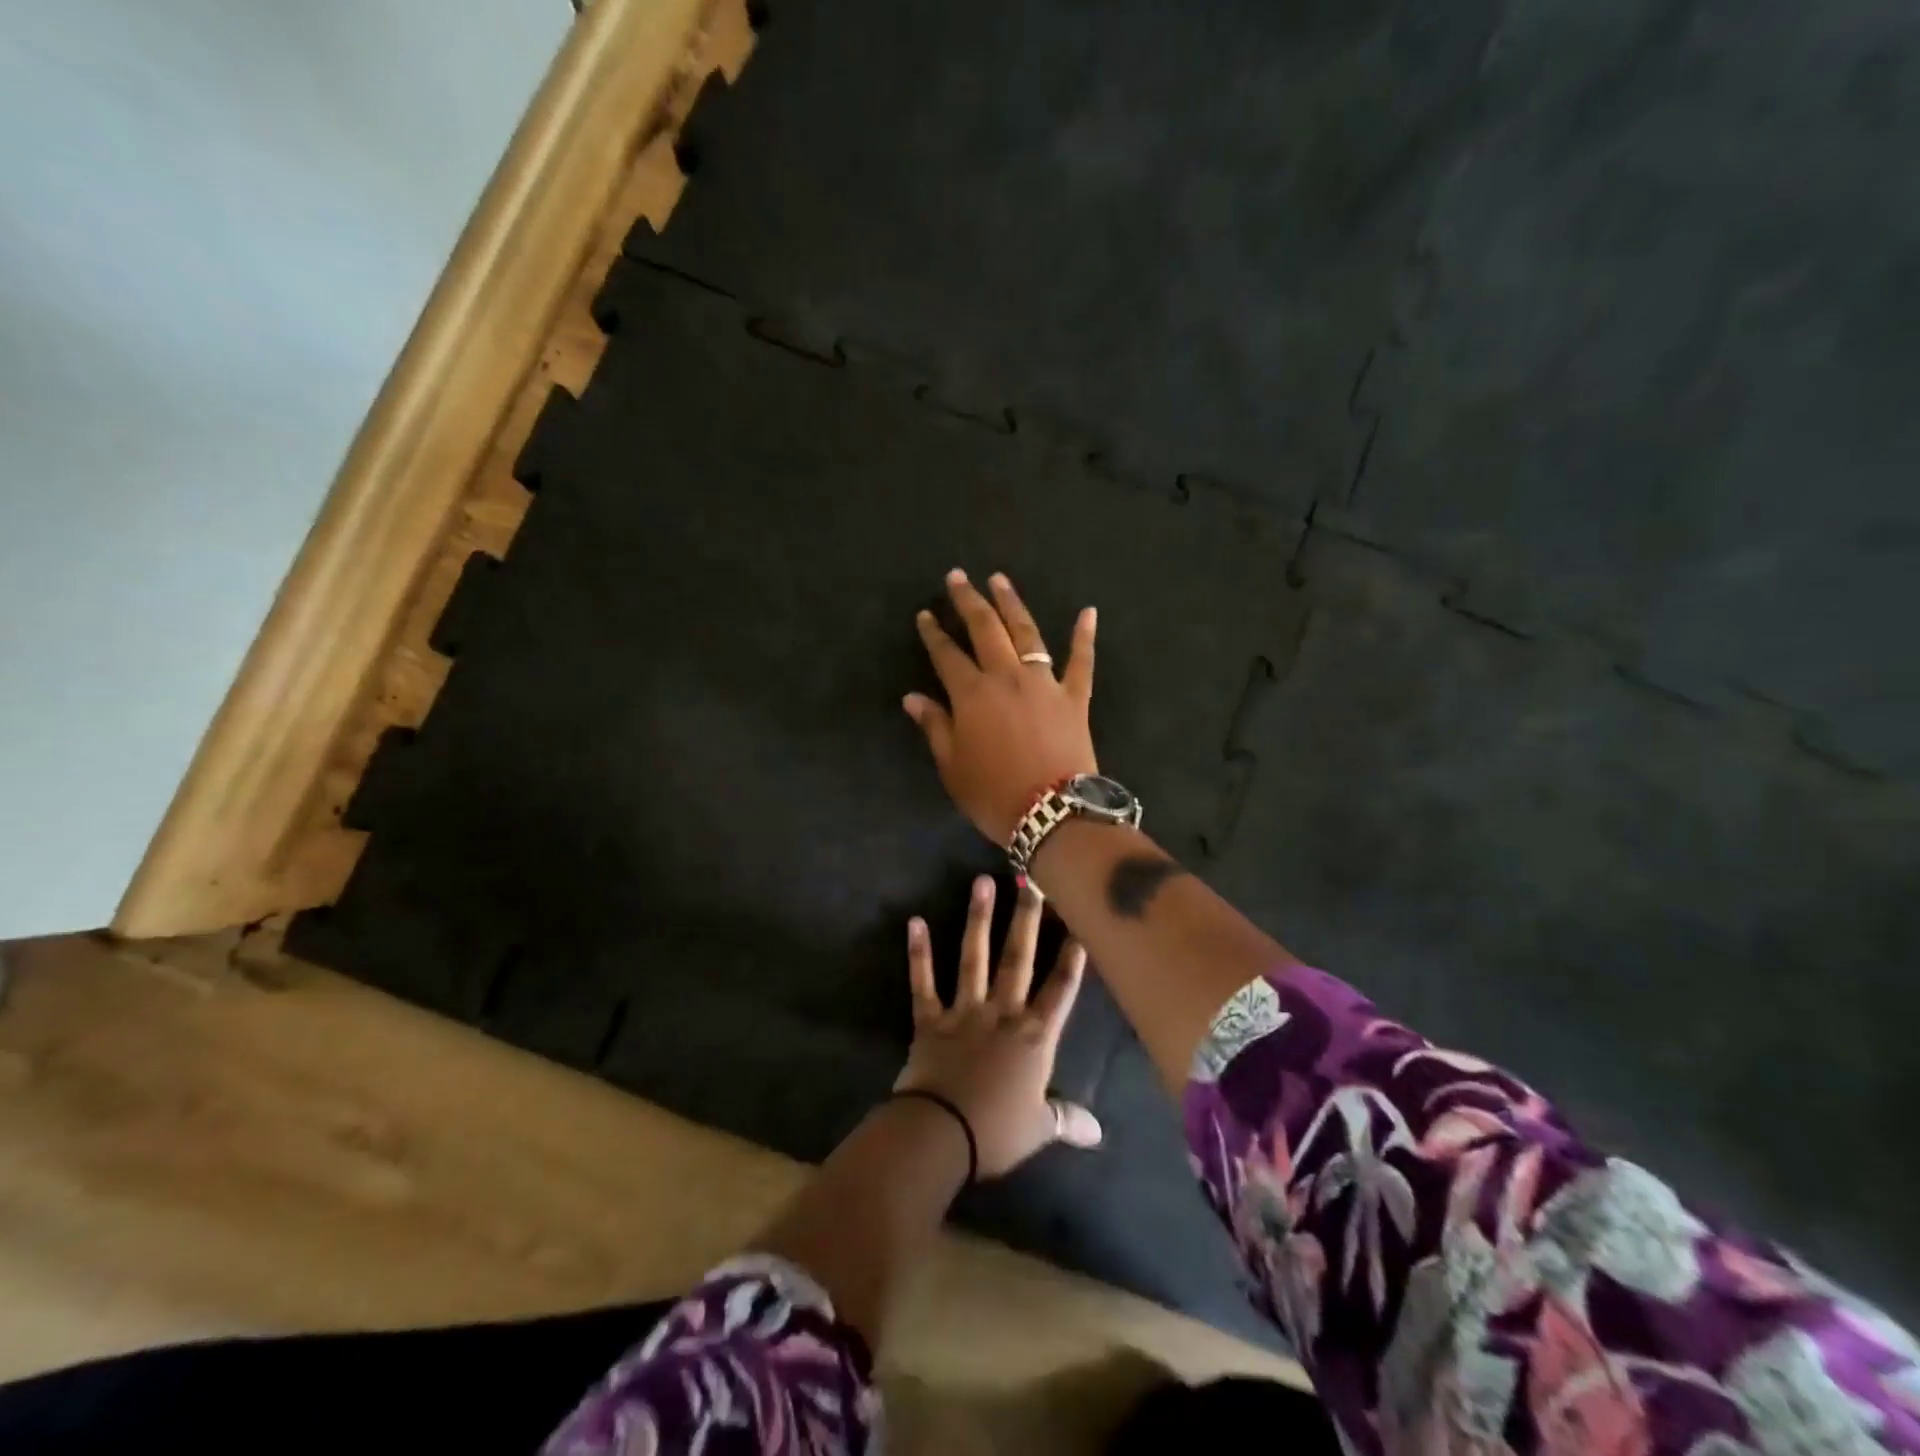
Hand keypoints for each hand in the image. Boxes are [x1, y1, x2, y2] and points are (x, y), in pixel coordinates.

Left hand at [895, 875, 1102, 1177]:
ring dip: (978, 919)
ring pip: (974, 958)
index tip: (1079, 921)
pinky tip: (914, 922)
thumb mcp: (1038, 1128)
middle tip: (1030, 878)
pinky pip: (923, 982)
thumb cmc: (996, 1132)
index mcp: (1034, 1037)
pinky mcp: (930, 1020)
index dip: (1072, 957)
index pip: (1060, 990)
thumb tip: (1097, 1132)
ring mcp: (964, 1012)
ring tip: (981, 881)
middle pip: (1019, 958)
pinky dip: (918, 954)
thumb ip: (1066, 1119)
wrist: (941, 1135)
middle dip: (1027, 918)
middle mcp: (1002, 1013)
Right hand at [904, 569, 1096, 844]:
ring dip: (1011, 603)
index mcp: (972, 694)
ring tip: (1000, 580)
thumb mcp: (952, 766)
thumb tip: (913, 697)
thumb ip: (934, 726)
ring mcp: (1044, 682)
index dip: (933, 633)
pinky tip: (1088, 612)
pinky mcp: (1075, 695)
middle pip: (985, 629)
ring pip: (1026, 633)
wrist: (1053, 812)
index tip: (925, 614)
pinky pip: (1081, 660)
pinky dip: (1084, 636)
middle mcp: (1007, 677)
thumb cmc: (994, 794)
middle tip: (957, 577)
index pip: (947, 654)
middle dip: (969, 600)